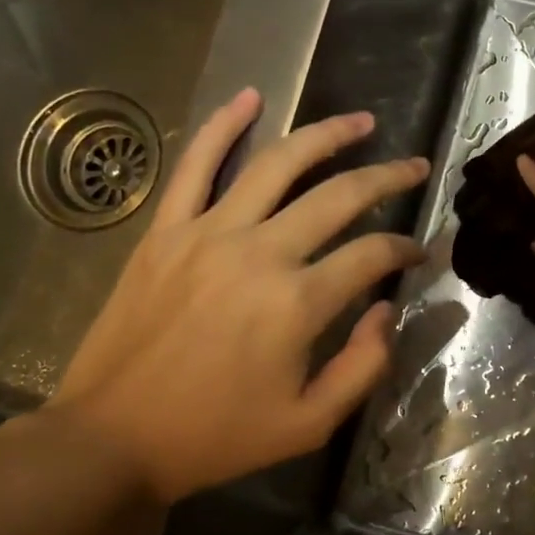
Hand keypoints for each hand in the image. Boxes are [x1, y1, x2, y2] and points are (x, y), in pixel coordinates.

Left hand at [48, 88, 428, 503]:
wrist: (114, 437)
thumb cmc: (217, 437)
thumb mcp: (310, 424)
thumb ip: (364, 366)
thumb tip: (387, 310)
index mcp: (298, 303)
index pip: (371, 256)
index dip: (405, 250)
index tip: (420, 252)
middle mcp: (259, 253)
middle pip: (338, 197)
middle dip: (386, 177)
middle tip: (414, 166)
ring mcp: (207, 233)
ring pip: (277, 165)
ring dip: (325, 135)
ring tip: (360, 122)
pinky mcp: (165, 231)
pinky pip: (195, 165)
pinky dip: (223, 125)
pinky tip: (250, 96)